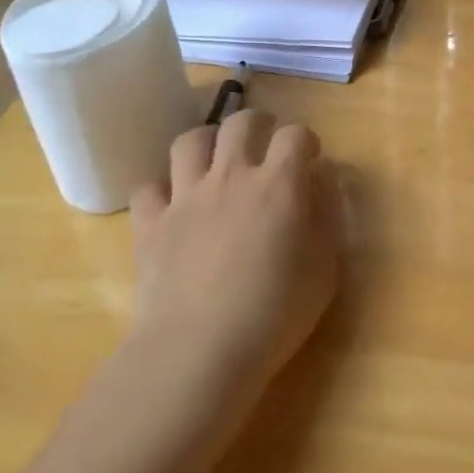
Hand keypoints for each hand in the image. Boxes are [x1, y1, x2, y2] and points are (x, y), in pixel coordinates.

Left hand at [128, 109, 339, 393]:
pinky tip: (173, 205)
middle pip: (241, 122)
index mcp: (279, 184)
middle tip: (265, 144)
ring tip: (216, 160)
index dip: (305, 141)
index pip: (295, 135)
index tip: (309, 159)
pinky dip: (161, 189)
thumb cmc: (274, 313)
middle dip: (259, 124)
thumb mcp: (324, 269)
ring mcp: (185, 196)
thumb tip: (319, 184)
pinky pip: (148, 187)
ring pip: (190, 141)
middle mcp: (231, 176)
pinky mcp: (150, 223)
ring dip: (207, 142)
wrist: (199, 350)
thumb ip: (325, 218)